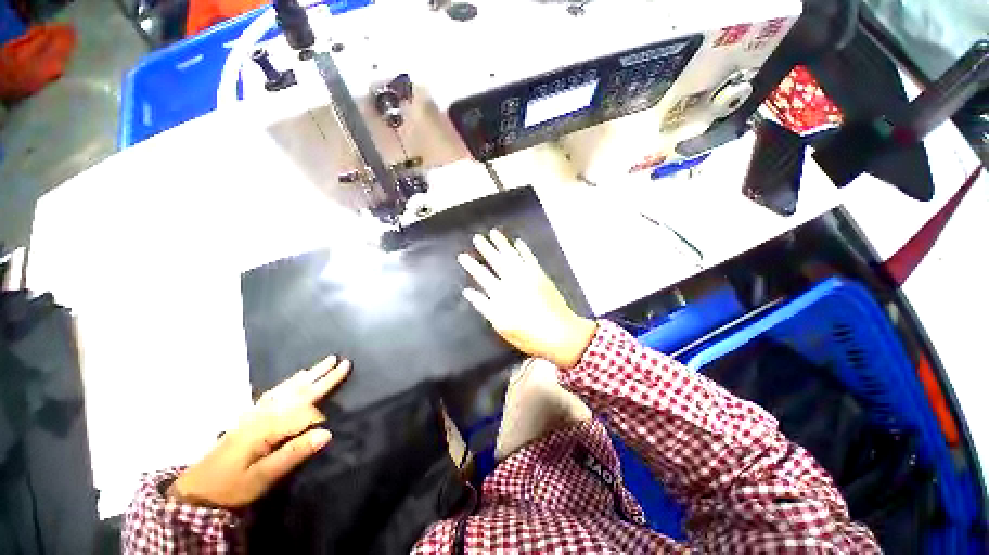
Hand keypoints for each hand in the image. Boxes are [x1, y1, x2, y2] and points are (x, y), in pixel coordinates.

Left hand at [168, 356, 350, 508]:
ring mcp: (255, 412)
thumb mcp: (263, 477)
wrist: (196, 490)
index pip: (304, 414)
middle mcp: (263, 413)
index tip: (329, 432)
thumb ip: (294, 453)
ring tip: (326, 362)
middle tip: (343, 361)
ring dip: (310, 374)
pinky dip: (290, 382)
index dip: (320, 421)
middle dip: (323, 377)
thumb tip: (328, 433)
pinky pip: (275, 392)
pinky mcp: (250, 415)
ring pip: (288, 387)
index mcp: (267, 427)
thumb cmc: (231, 487)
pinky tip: (296, 378)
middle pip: (299, 391)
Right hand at [458, 230, 596, 368]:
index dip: (471, 265)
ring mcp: (528, 275)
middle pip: (496, 260)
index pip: (481, 274)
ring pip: (512, 254)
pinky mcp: (541, 274)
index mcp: (500, 293)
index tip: (462, 255)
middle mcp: (512, 279)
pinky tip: (518, 242)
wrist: (559, 333)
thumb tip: (468, 291)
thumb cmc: (527, 334)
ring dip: (502, 243)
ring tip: (494, 233)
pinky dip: (523, 249)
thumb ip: (483, 305)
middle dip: (485, 248)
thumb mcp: (500, 325)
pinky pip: (530, 257)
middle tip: (477, 237)